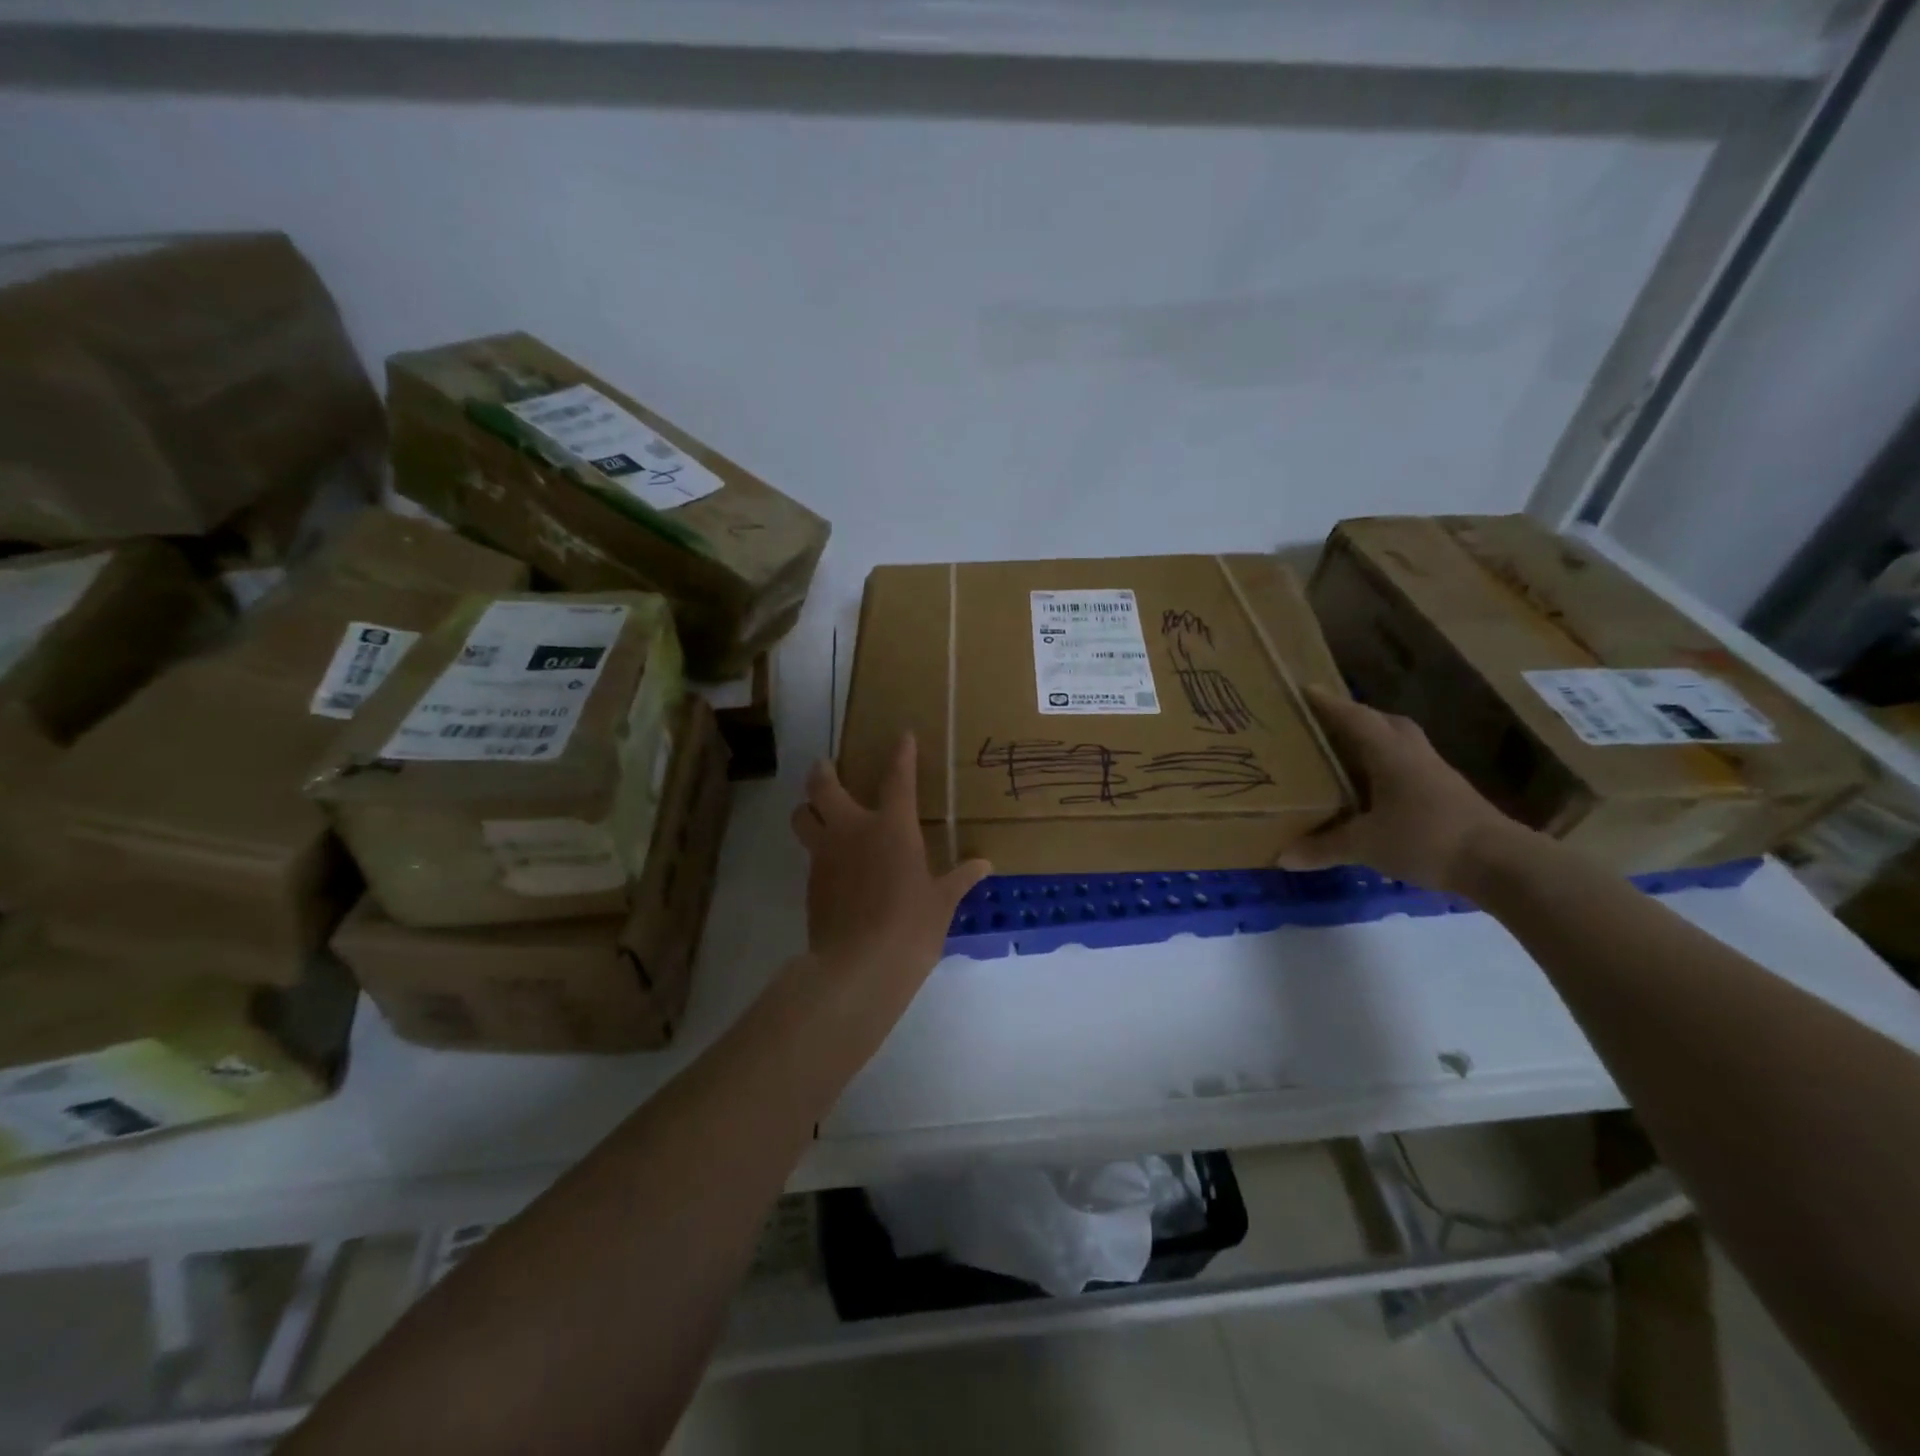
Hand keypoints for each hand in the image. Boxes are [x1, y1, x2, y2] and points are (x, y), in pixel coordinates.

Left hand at [790, 732, 990, 985]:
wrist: (857, 967)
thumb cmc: (910, 927)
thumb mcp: (942, 903)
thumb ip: (960, 878)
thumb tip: (984, 864)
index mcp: (891, 828)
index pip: (897, 778)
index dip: (901, 754)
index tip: (902, 736)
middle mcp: (852, 831)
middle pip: (822, 787)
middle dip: (823, 771)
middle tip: (826, 766)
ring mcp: (825, 856)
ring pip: (802, 817)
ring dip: (807, 808)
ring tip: (818, 811)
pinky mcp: (811, 883)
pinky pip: (810, 854)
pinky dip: (818, 849)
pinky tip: (835, 864)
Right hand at [1279, 686, 1531, 893]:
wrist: (1500, 863)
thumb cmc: (1426, 838)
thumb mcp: (1366, 845)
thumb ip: (1324, 848)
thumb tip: (1282, 857)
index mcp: (1389, 754)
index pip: (1354, 718)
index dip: (1328, 703)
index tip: (1305, 689)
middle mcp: (1412, 754)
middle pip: (1382, 722)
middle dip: (1354, 717)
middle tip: (1324, 723)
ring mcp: (1435, 772)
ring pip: (1400, 742)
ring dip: (1375, 740)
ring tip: (1347, 751)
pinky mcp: (1448, 792)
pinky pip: (1410, 765)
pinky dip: (1388, 766)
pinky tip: (1376, 787)